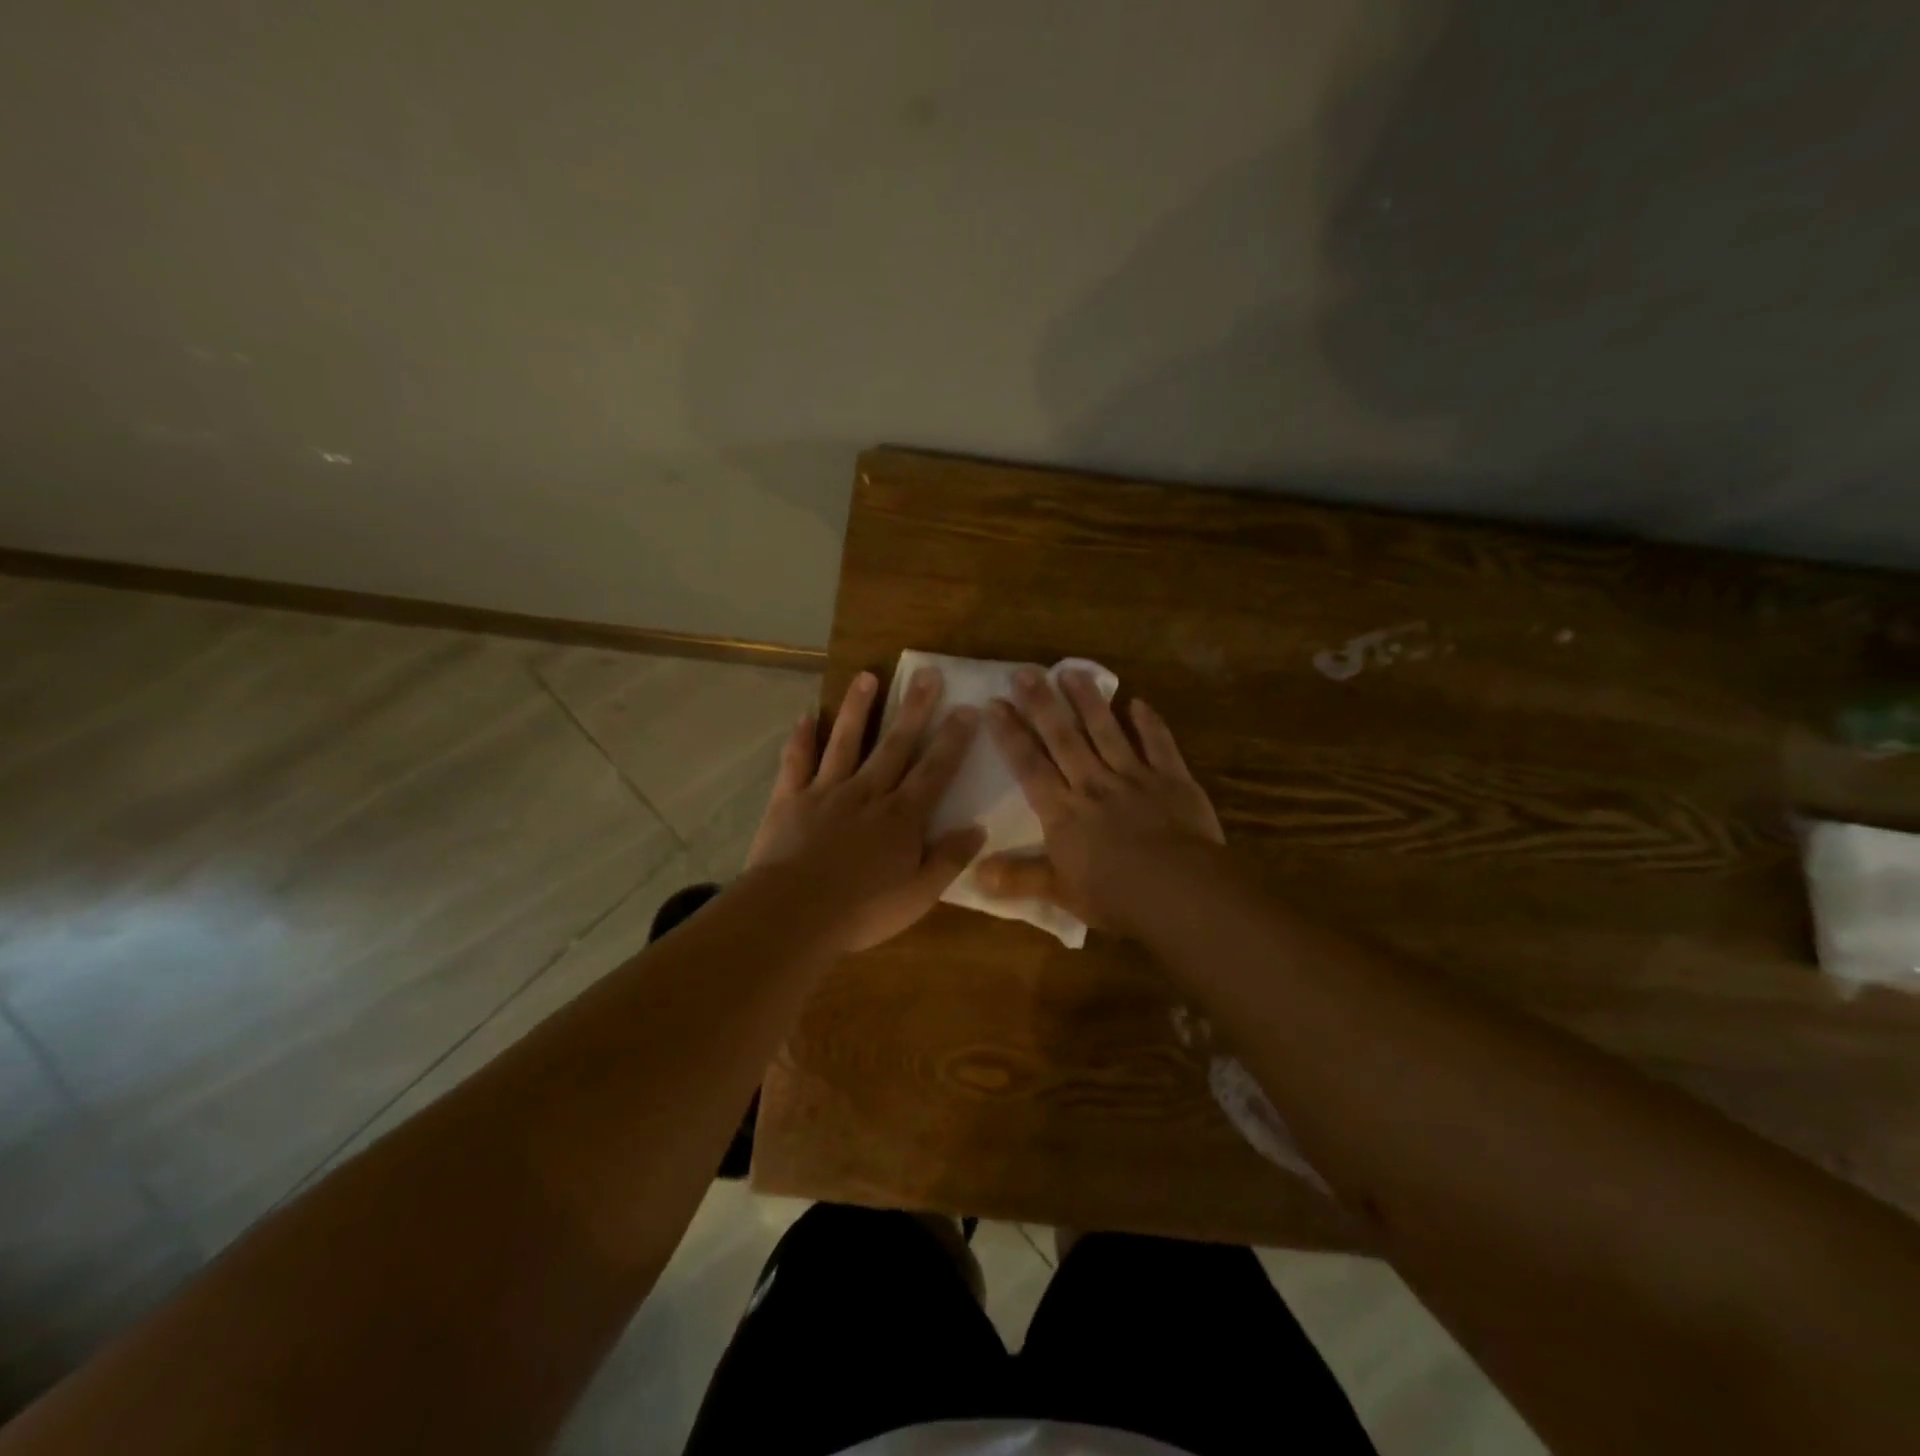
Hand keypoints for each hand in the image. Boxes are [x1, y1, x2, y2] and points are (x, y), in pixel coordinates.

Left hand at [746, 666, 983, 951]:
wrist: (793, 913)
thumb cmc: (862, 910)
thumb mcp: (919, 895)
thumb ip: (948, 859)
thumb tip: (978, 828)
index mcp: (901, 817)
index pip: (934, 771)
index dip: (953, 740)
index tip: (967, 708)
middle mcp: (868, 793)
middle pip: (895, 744)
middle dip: (914, 709)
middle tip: (927, 673)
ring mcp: (826, 792)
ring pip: (846, 741)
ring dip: (858, 708)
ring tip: (868, 676)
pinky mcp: (791, 799)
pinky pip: (797, 762)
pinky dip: (802, 739)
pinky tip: (806, 717)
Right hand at [976, 668, 1222, 935]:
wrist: (1179, 891)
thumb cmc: (1115, 895)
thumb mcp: (1060, 892)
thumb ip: (1018, 878)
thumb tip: (974, 874)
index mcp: (1064, 811)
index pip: (1030, 765)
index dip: (1011, 734)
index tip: (995, 704)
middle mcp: (1094, 784)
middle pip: (1064, 738)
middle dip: (1043, 704)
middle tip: (1026, 672)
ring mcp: (1134, 777)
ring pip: (1106, 731)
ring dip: (1089, 701)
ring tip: (1072, 671)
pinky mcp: (1172, 779)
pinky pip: (1159, 744)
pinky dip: (1149, 723)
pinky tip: (1139, 702)